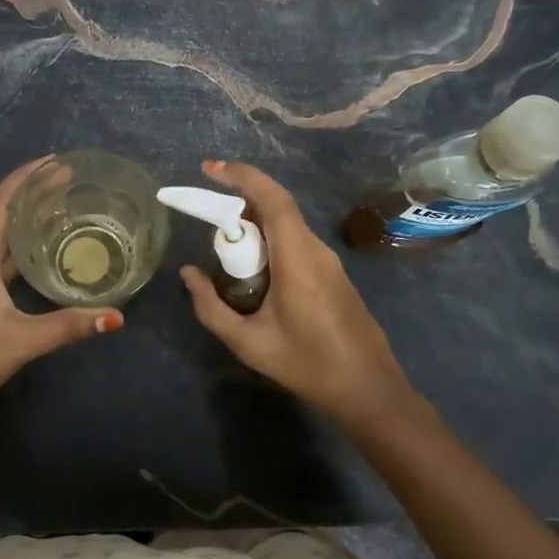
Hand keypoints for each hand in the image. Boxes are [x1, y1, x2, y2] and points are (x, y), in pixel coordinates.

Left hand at [0, 158, 121, 432]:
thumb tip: (116, 316)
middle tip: (69, 182)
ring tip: (63, 208)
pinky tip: (46, 255)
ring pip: (2, 238)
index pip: (0, 204)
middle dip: (32, 193)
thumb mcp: (21, 341)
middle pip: (2, 215)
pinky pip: (3, 260)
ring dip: (28, 220)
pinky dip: (24, 249)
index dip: (25, 177)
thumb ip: (67, 326)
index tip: (55, 161)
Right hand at [180, 160, 423, 431]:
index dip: (243, 176)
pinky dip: (270, 240)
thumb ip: (212, 307)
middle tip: (208, 217)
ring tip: (226, 248)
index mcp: (297, 260)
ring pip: (287, 224)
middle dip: (240, 202)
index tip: (211, 169)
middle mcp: (316, 250)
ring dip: (255, 224)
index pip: (272, 199)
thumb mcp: (249, 343)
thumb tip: (188, 274)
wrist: (369, 390)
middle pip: (277, 207)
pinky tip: (254, 270)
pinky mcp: (333, 273)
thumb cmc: (308, 366)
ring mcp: (328, 261)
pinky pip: (296, 241)